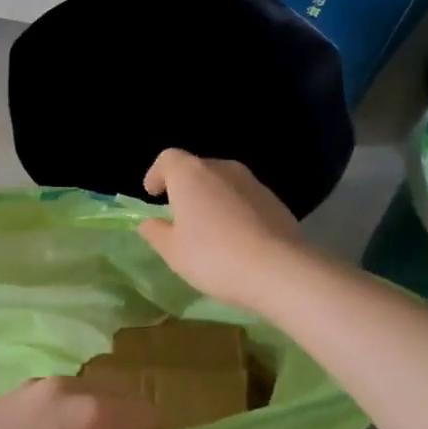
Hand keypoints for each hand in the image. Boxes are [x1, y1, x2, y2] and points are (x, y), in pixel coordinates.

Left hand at [0, 379, 159, 428]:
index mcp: (96, 416)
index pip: (146, 410)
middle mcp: (69, 388)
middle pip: (113, 396)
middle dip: (122, 419)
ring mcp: (35, 386)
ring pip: (80, 393)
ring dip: (88, 414)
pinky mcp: (8, 392)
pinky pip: (50, 397)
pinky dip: (59, 413)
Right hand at [137, 149, 303, 310]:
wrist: (278, 269)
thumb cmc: (212, 256)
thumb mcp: (173, 251)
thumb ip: (156, 232)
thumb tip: (149, 222)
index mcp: (191, 174)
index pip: (168, 159)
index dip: (157, 174)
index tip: (153, 194)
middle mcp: (223, 168)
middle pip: (197, 169)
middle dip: (185, 188)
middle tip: (179, 216)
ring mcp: (253, 183)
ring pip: (224, 184)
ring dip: (212, 199)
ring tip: (209, 230)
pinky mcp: (275, 201)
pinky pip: (245, 199)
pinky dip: (235, 211)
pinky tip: (236, 239)